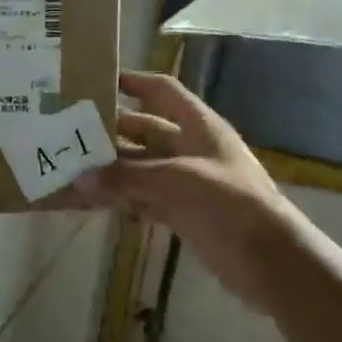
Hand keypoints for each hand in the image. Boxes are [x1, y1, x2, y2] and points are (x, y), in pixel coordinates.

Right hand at [77, 71, 312, 313]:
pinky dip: (123, 198)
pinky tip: (94, 202)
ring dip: (113, 170)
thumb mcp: (178, 181)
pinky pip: (146, 198)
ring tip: (72, 170)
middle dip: (113, 131)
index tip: (99, 81)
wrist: (270, 260)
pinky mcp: (184, 213)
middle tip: (70, 133)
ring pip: (143, 168)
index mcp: (199, 126)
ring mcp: (187, 182)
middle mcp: (191, 148)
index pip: (163, 91)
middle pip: (146, 130)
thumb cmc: (230, 204)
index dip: (135, 82)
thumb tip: (79, 179)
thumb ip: (128, 178)